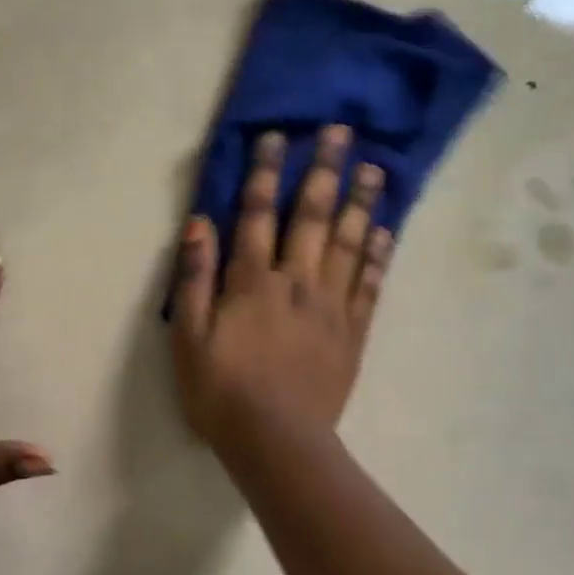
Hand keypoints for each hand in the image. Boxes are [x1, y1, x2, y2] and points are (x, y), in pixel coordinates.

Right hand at [171, 125, 394, 450]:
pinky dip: (378, 256)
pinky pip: (369, 286)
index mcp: (252, 282)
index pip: (256, 215)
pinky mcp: (353, 332)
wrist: (276, 443)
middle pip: (311, 217)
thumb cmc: (221, 392)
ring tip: (374, 168)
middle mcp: (296, 282)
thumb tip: (199, 223)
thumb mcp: (187, 338)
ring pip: (348, 243)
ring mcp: (330, 306)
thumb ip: (192, 279)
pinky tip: (386, 231)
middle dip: (324, 170)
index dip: (264, 173)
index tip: (276, 136)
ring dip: (361, 203)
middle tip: (340, 132)